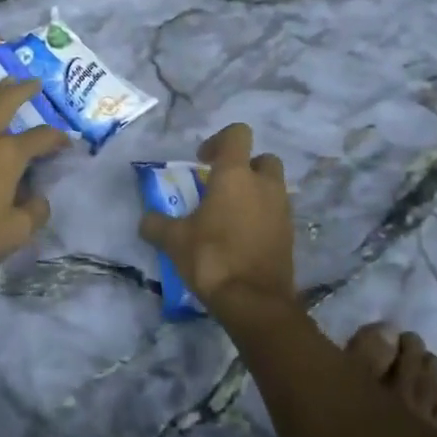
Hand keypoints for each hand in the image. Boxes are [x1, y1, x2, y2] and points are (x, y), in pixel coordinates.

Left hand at [0, 79, 71, 283]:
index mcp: (6, 153)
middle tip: (33, 82)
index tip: (67, 143)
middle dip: (22, 91)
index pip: (41, 137)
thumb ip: (35, 211)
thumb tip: (39, 198)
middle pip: (4, 102)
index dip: (58, 138)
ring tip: (1, 86)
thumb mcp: (15, 232)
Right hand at [139, 123, 294, 313]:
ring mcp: (282, 210)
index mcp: (235, 175)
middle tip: (222, 187)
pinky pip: (277, 214)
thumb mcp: (174, 240)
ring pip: (273, 187)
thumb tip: (146, 220)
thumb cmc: (212, 258)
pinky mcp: (290, 235)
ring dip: (255, 193)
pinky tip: (242, 238)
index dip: (219, 141)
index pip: (238, 134)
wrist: (254, 302)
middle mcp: (264, 185)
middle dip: (245, 167)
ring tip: (230, 215)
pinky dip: (263, 218)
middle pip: (263, 159)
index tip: (202, 161)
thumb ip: (157, 225)